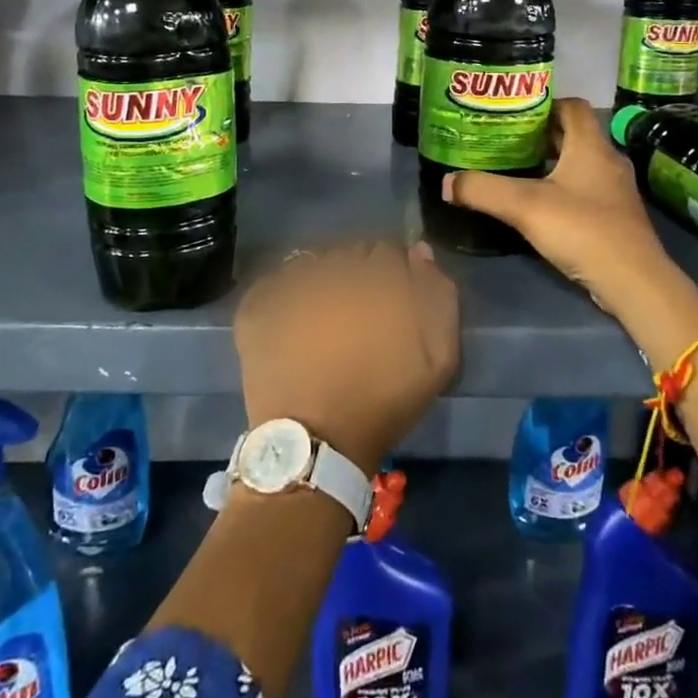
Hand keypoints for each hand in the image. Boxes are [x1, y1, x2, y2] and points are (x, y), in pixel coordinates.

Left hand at [232, 240, 458, 474]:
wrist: (316, 446)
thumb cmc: (383, 403)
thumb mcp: (438, 360)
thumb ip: (439, 298)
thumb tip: (419, 254)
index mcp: (378, 277)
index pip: (388, 251)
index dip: (392, 275)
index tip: (390, 302)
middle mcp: (333, 269)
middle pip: (350, 253)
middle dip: (358, 274)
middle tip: (358, 313)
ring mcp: (290, 284)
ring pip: (313, 263)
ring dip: (322, 280)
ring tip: (323, 318)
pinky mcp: (258, 304)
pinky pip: (275, 281)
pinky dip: (284, 294)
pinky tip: (291, 321)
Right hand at [443, 97, 679, 316]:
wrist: (634, 281)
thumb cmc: (583, 230)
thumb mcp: (525, 207)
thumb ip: (483, 190)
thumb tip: (447, 182)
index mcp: (591, 146)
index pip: (571, 106)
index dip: (543, 103)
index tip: (512, 111)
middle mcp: (607, 160)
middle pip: (573, 134)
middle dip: (539, 134)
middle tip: (504, 139)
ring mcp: (614, 189)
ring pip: (578, 162)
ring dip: (550, 162)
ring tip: (515, 168)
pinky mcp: (615, 215)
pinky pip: (584, 188)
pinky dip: (561, 186)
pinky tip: (538, 203)